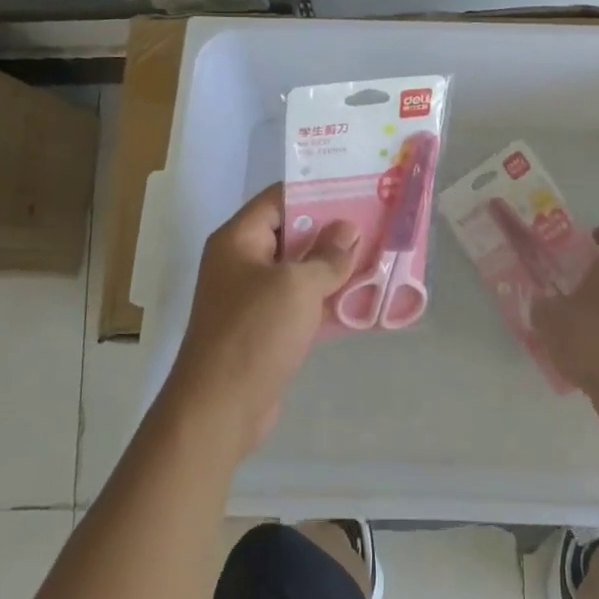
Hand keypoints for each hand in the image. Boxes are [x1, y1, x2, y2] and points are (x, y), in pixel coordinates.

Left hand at [164, 183, 360, 453]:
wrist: (219, 409)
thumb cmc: (254, 334)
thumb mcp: (296, 287)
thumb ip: (327, 256)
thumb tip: (348, 229)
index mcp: (238, 240)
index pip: (279, 199)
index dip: (317, 191)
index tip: (357, 189)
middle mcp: (241, 263)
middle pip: (291, 234)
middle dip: (333, 232)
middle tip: (377, 223)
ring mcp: (252, 298)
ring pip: (299, 271)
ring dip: (334, 268)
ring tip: (379, 258)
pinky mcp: (265, 329)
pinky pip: (300, 303)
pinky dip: (327, 300)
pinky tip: (363, 300)